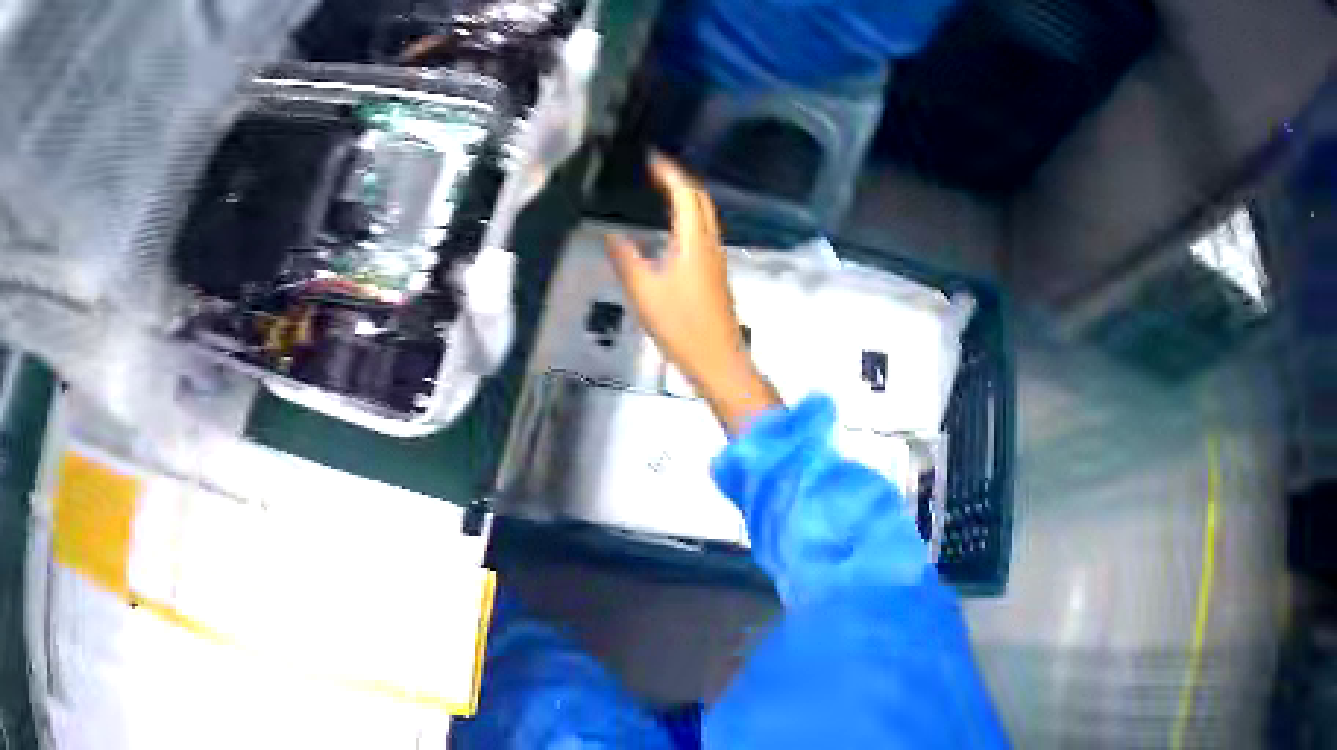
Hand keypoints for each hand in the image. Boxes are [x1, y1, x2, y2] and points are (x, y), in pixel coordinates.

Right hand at [605, 156, 779, 433]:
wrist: (718, 359)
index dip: (669, 173)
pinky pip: (703, 233)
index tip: (651, 159)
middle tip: (656, 172)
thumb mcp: (644, 292)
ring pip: (705, 216)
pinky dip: (688, 218)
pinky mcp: (715, 274)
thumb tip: (611, 235)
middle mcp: (709, 243)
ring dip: (687, 198)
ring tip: (662, 192)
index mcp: (694, 241)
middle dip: (680, 180)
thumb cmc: (681, 325)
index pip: (685, 194)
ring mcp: (716, 259)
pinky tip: (672, 229)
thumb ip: (626, 260)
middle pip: (700, 201)